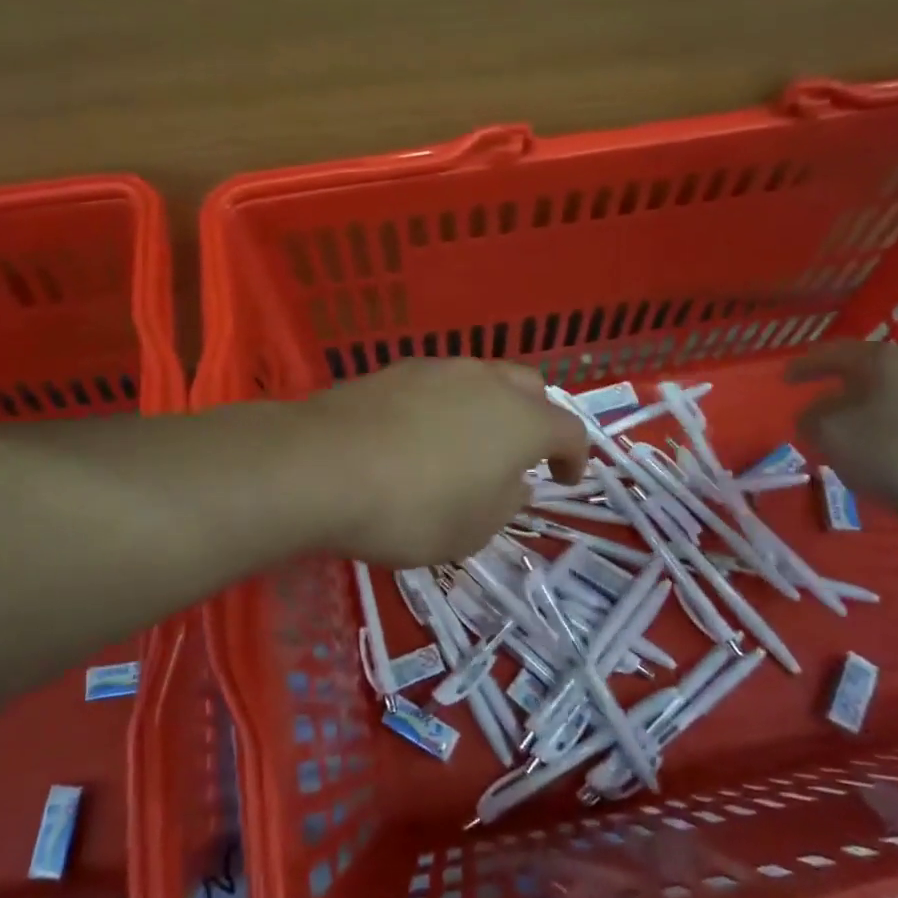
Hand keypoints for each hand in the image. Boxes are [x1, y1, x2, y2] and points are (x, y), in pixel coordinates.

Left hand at [293, 358, 588, 567]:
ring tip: (467, 444)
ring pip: (481, 379)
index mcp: (522, 420)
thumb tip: (513, 481)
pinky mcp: (393, 369)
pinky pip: (437, 383)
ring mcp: (437, 368)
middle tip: (521, 454)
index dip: (575, 456)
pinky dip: (444, 405)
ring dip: (488, 408)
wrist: (322, 466)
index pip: (570, 429)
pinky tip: (419, 434)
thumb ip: (505, 501)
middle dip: (536, 418)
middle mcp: (486, 381)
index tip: (564, 479)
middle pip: (530, 387)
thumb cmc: (413, 509)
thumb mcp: (474, 529)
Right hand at [784, 339, 897, 518]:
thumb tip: (813, 417)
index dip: (805, 366)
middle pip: (864, 376)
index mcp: (881, 361)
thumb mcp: (832, 435)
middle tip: (813, 412)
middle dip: (836, 393)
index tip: (784, 379)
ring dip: (862, 419)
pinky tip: (881, 464)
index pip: (832, 354)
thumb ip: (811, 420)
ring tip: (844, 443)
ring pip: (888, 404)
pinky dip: (887, 440)